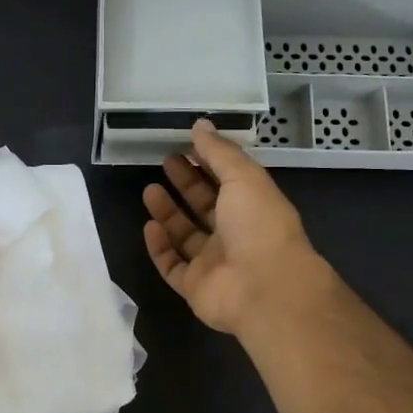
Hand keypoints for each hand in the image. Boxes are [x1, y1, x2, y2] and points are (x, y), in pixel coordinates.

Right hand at [142, 120, 330, 337]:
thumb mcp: (244, 177)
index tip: (184, 145)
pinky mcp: (195, 287)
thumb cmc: (259, 225)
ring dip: (168, 213)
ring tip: (148, 190)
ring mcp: (214, 263)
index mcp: (254, 207)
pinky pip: (172, 265)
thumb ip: (220, 151)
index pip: (228, 181)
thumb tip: (200, 124)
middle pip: (205, 206)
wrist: (264, 288)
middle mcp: (235, 235)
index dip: (207, 162)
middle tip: (164, 162)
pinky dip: (160, 247)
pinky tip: (149, 227)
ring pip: (186, 236)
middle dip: (186, 184)